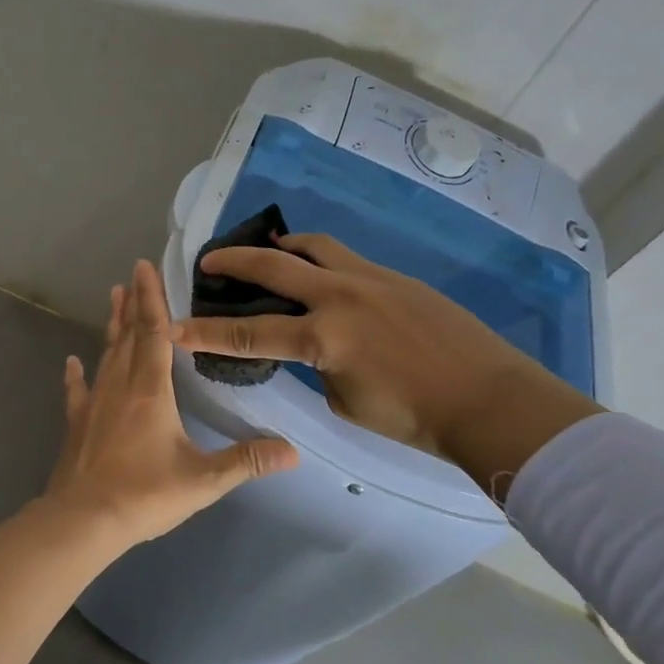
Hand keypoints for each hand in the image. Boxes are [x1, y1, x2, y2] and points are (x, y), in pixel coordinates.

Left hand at [46, 259, 297, 544]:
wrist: (84, 521)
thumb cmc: (145, 495)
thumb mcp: (204, 480)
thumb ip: (246, 461)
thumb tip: (292, 450)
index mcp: (152, 392)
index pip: (155, 334)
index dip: (153, 301)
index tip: (146, 268)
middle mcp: (121, 387)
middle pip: (129, 336)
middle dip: (134, 302)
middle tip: (133, 272)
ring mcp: (94, 404)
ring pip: (106, 355)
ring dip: (112, 326)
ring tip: (113, 297)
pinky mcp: (76, 424)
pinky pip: (76, 391)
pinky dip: (76, 375)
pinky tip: (71, 361)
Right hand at [169, 234, 601, 498]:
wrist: (490, 399)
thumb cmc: (414, 417)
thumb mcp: (347, 401)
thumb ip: (321, 367)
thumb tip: (317, 349)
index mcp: (323, 337)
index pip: (250, 334)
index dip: (206, 333)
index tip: (173, 325)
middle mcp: (339, 296)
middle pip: (273, 267)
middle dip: (234, 262)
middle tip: (208, 261)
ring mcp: (370, 279)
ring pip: (314, 246)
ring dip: (283, 247)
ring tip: (268, 251)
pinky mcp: (395, 277)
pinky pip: (346, 259)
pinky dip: (321, 259)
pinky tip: (321, 273)